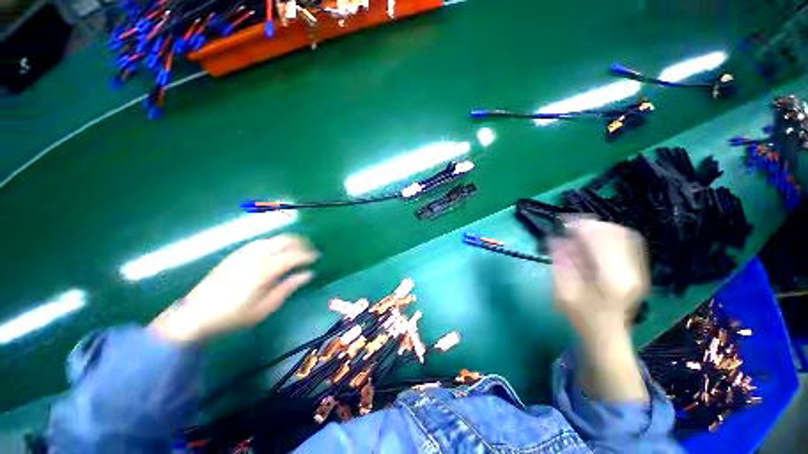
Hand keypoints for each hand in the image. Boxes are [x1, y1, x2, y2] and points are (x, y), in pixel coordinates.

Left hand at [150, 235, 318, 343]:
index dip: (308, 255)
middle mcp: (256, 256)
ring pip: (272, 239)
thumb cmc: (235, 315)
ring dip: (287, 242)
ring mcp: (244, 253)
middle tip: (309, 251)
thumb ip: (289, 287)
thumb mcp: (266, 307)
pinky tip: (275, 251)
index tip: (318, 257)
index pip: (294, 255)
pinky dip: (273, 243)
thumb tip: (308, 274)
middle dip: (300, 243)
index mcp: (266, 269)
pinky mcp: (235, 255)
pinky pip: (260, 243)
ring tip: (296, 250)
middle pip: (284, 240)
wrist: (196, 315)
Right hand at [550, 218, 650, 402]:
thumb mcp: (563, 291)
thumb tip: (555, 238)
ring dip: (602, 228)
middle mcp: (631, 272)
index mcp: (610, 279)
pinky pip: (630, 243)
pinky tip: (597, 238)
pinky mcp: (640, 270)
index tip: (564, 222)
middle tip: (571, 224)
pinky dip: (612, 234)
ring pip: (626, 235)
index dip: (582, 227)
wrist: (607, 334)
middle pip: (617, 234)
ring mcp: (640, 270)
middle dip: (592, 224)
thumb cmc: (581, 316)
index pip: (601, 241)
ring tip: (582, 229)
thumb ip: (561, 263)